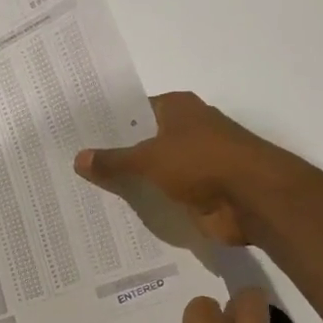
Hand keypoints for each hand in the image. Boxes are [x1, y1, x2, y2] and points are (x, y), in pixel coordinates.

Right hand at [75, 92, 296, 247]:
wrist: (253, 199)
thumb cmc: (202, 162)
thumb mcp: (150, 158)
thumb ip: (114, 160)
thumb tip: (78, 158)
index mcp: (177, 109)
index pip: (133, 111)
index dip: (106, 122)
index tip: (75, 135)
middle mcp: (185, 132)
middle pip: (140, 142)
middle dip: (112, 155)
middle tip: (70, 166)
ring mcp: (192, 164)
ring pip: (150, 172)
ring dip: (127, 183)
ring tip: (83, 192)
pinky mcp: (196, 194)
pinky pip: (161, 197)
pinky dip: (144, 205)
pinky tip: (113, 213)